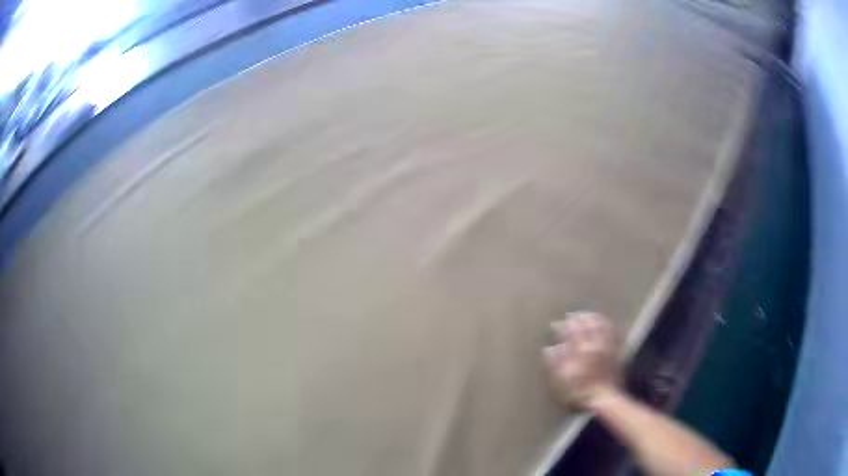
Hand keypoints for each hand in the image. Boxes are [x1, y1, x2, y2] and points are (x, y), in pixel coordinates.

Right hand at [542, 311, 621, 409]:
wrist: (604, 399)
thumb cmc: (579, 392)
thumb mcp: (561, 380)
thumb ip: (555, 362)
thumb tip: (549, 348)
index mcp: (580, 349)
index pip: (570, 331)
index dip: (562, 326)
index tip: (555, 325)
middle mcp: (595, 343)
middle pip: (586, 324)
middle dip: (578, 318)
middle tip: (571, 316)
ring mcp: (608, 346)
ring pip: (601, 325)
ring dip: (593, 318)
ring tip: (587, 315)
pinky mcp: (617, 351)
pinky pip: (614, 333)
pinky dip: (608, 325)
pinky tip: (605, 324)